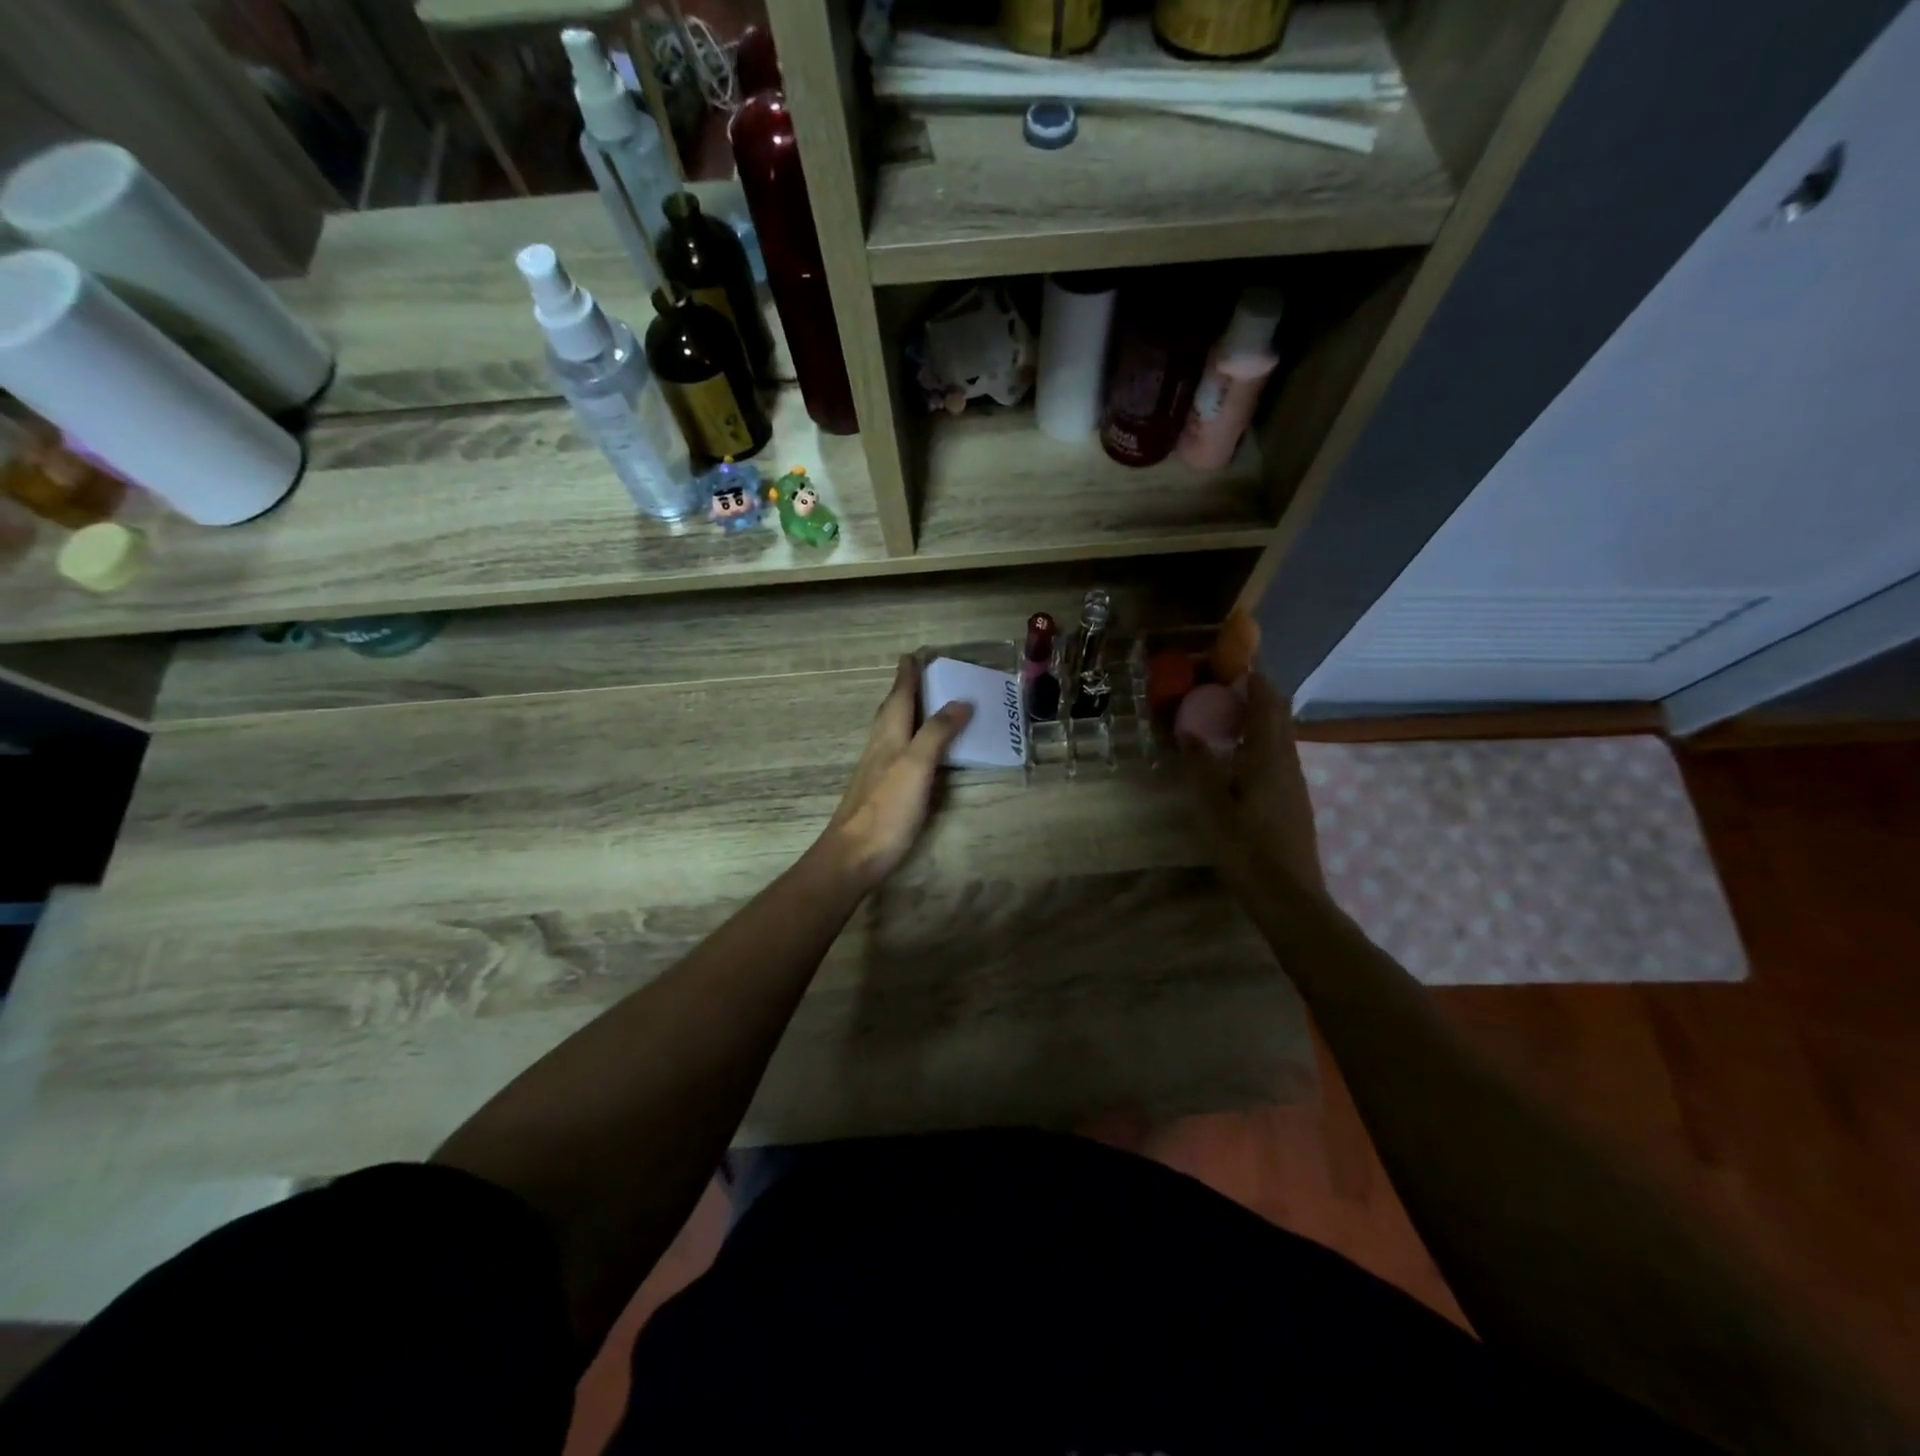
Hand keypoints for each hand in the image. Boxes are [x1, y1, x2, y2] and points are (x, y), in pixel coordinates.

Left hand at [818, 656, 972, 891]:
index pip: (899, 695)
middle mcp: (880, 746)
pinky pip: (898, 751)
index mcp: (888, 735)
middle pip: (892, 710)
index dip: (907, 675)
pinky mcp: (881, 790)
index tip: (914, 654)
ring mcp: (877, 769)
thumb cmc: (886, 808)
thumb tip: (960, 701)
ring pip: (892, 730)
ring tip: (923, 704)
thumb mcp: (916, 766)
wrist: (853, 855)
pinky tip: (916, 751)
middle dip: (905, 689)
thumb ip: (936, 732)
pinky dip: (910, 739)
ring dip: (906, 713)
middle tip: (921, 673)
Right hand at [1179, 673, 1325, 899]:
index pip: (1267, 701)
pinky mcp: (1293, 799)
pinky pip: (1277, 754)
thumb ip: (1200, 765)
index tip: (1230, 663)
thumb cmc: (1246, 848)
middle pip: (1278, 714)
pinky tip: (1237, 757)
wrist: (1289, 896)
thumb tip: (1189, 731)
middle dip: (1255, 693)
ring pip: (1279, 735)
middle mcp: (1287, 761)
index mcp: (1268, 756)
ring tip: (1223, 717)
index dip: (1253, 677)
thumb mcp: (1212, 806)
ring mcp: (1294, 781)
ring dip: (1257, 718)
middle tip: (1220, 688)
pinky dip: (1259, 741)